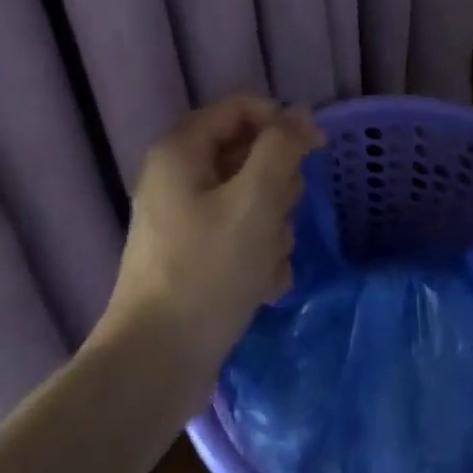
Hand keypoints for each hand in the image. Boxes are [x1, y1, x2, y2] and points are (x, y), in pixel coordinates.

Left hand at [94, 96, 323, 384]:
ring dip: (272, 230)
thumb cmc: (208, 271)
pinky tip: (263, 287)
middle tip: (276, 219)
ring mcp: (185, 219)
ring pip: (253, 200)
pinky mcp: (195, 256)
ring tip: (266, 263)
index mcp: (182, 151)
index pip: (242, 109)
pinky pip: (241, 237)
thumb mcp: (255, 201)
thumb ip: (282, 148)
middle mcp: (179, 177)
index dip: (282, 123)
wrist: (156, 364)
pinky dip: (258, 257)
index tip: (316, 152)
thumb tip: (302, 113)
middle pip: (250, 156)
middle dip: (277, 190)